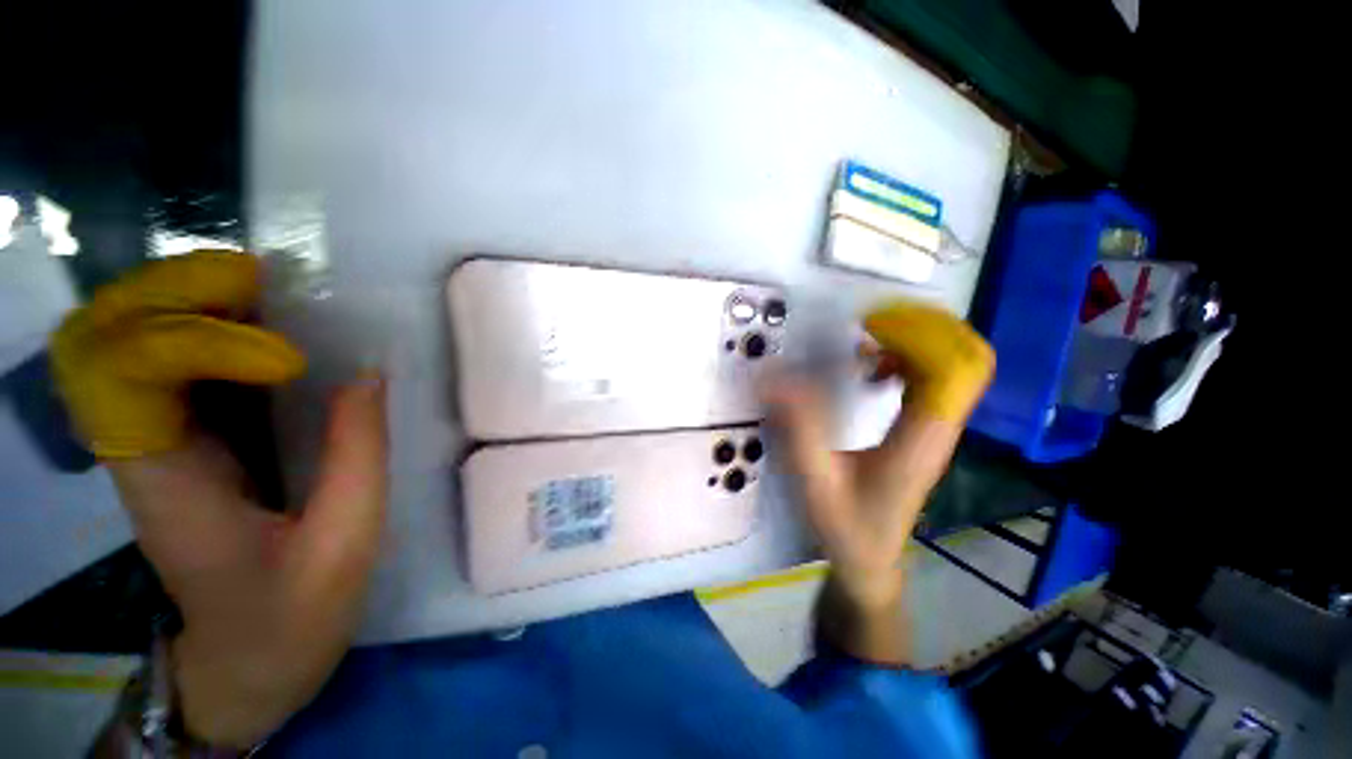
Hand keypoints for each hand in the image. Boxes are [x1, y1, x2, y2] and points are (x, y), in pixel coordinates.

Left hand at [53, 252, 387, 747]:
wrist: (248, 662)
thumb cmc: (291, 616)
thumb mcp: (343, 543)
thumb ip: (358, 455)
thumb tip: (368, 372)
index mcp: (165, 486)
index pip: (122, 375)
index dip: (194, 341)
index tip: (289, 358)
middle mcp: (141, 450)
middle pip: (105, 338)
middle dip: (172, 293)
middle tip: (261, 283)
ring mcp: (156, 443)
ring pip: (129, 338)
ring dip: (187, 299)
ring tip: (268, 292)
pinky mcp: (183, 443)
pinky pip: (171, 362)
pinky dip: (207, 326)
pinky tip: (265, 325)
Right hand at [764, 302, 992, 661]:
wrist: (869, 559)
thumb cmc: (846, 526)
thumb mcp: (815, 481)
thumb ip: (798, 430)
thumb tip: (775, 379)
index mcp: (921, 437)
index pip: (954, 370)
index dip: (920, 336)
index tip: (871, 327)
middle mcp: (939, 426)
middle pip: (966, 358)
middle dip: (924, 328)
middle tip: (871, 322)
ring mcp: (935, 427)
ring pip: (953, 365)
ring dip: (915, 341)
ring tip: (867, 340)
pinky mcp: (923, 428)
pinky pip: (932, 378)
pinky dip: (908, 359)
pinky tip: (871, 369)